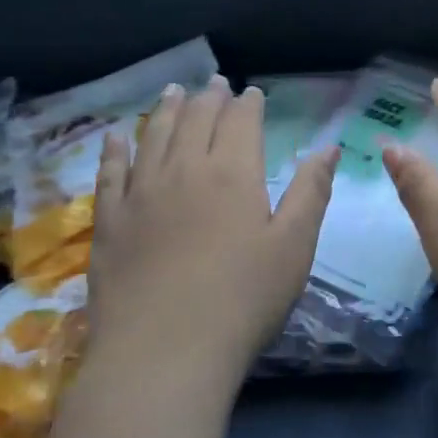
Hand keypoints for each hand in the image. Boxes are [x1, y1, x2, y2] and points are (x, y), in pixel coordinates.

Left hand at [87, 75, 338, 380]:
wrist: (162, 354)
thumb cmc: (242, 301)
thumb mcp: (293, 247)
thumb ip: (310, 192)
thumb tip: (328, 147)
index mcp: (233, 173)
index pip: (240, 122)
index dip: (247, 104)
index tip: (251, 92)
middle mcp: (184, 170)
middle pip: (196, 120)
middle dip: (209, 98)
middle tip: (214, 83)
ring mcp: (140, 194)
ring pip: (153, 136)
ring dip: (165, 110)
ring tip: (173, 92)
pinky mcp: (109, 222)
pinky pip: (109, 173)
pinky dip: (115, 150)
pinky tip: (116, 137)